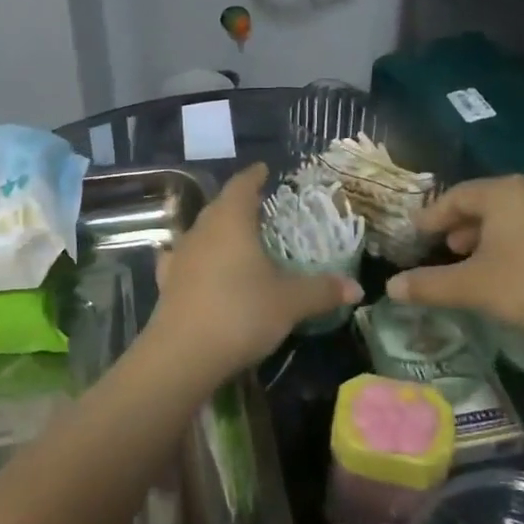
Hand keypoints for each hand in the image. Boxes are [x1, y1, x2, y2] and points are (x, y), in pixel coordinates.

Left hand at [149, 164, 361, 382]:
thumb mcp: (289, 302)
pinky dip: (197, 258)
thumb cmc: (241, 312)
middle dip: (239, 203)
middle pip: (220, 206)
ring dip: (218, 231)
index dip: (254, 176)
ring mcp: (180, 255)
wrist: (183, 353)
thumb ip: (322, 290)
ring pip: (201, 232)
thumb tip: (356, 287)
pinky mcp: (167, 282)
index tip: (264, 169)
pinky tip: (201, 268)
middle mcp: (202, 229)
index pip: (242, 185)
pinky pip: (184, 259)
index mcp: (231, 220)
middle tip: (260, 206)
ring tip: (237, 238)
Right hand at [386, 176, 523, 350]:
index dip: (432, 216)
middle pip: (488, 203)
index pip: (456, 196)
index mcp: (504, 192)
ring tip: (477, 263)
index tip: (416, 234)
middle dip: (462, 225)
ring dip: (491, 237)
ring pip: (516, 217)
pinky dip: (518, 246)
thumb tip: (390, 288)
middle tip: (445, 248)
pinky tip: (516, 274)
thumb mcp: (472, 287)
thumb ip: (428, 285)